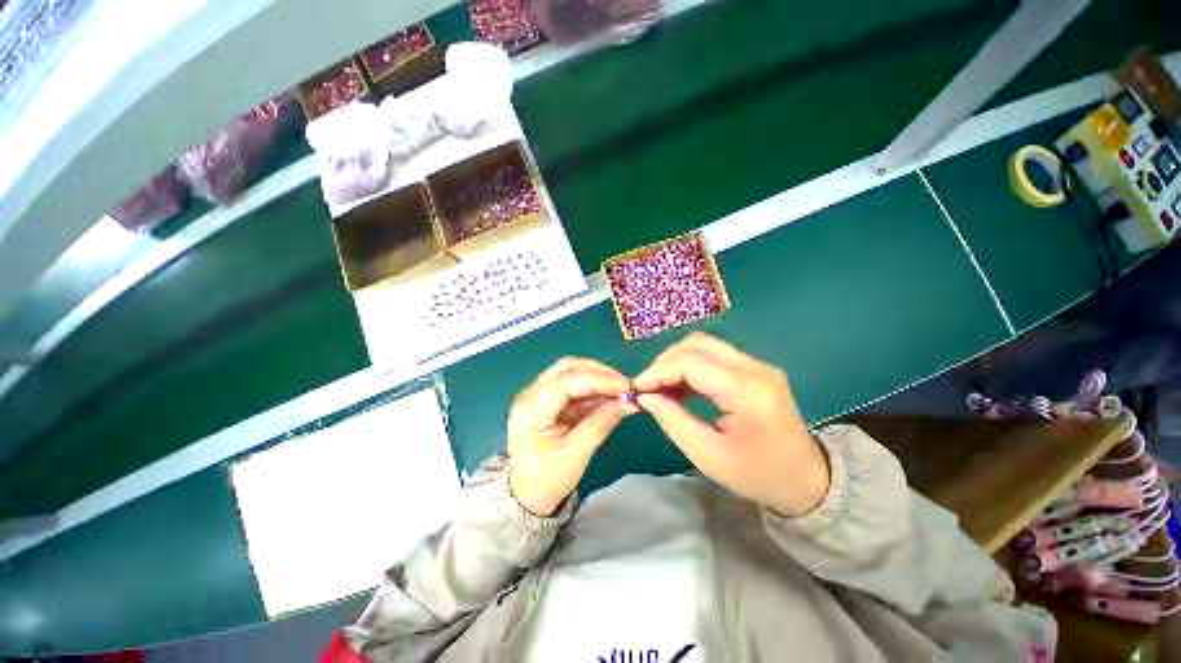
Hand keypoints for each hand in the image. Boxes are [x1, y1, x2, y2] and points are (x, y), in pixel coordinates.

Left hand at [507, 358, 637, 515]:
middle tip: (625, 385)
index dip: (599, 380)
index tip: (626, 387)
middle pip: (567, 368)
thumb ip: (601, 424)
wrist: (527, 496)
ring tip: (621, 390)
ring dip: (598, 378)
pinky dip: (593, 388)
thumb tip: (629, 402)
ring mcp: (538, 394)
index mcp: (530, 409)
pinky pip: (573, 386)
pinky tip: (610, 396)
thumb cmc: (546, 480)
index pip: (567, 382)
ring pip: (571, 372)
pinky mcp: (548, 399)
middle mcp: (530, 394)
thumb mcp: (575, 455)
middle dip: (599, 373)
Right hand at [633, 333, 828, 516]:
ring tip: (662, 386)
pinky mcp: (756, 367)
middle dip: (665, 361)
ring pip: (704, 344)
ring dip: (677, 361)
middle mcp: (756, 369)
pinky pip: (714, 354)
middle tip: (648, 387)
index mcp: (748, 393)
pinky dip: (691, 364)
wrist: (807, 480)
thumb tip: (645, 395)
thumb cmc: (758, 475)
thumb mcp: (707, 456)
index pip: (692, 362)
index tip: (637, 388)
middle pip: (697, 344)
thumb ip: (672, 420)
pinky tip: (681, 385)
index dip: (658, 370)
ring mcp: (759, 365)